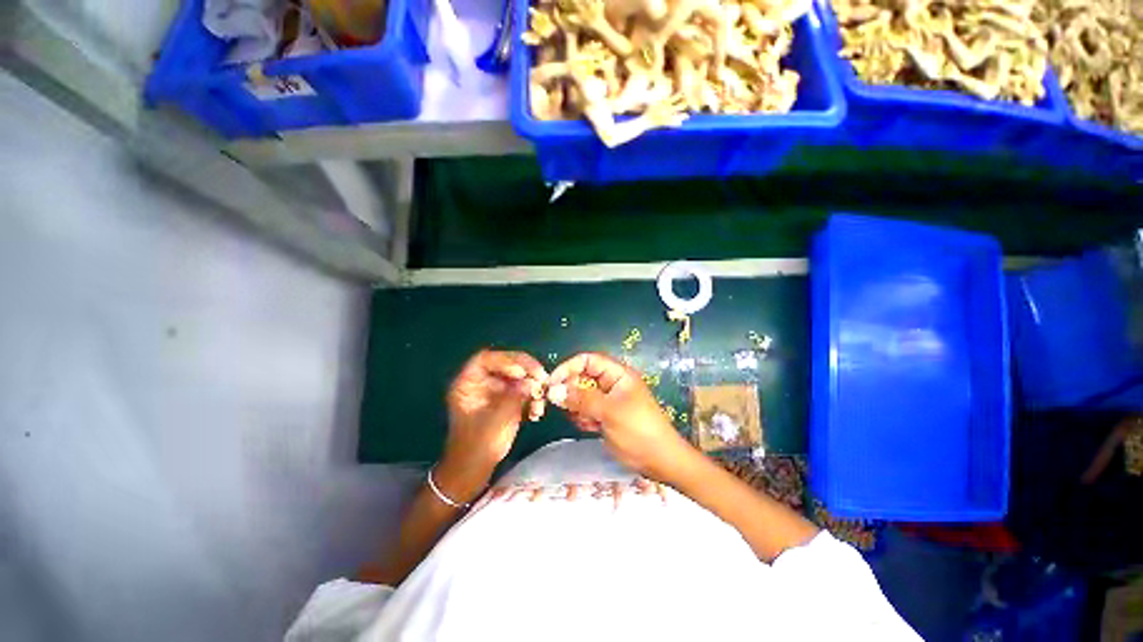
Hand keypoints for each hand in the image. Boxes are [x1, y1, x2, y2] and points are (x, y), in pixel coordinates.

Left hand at [440, 350, 547, 502]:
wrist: (473, 472)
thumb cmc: (477, 446)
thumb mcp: (497, 420)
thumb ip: (515, 397)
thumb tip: (533, 381)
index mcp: (468, 383)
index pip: (486, 359)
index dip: (505, 360)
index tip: (522, 372)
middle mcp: (481, 383)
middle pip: (505, 364)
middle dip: (526, 370)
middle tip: (542, 378)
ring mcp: (493, 392)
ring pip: (516, 377)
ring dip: (531, 386)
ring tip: (540, 401)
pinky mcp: (504, 401)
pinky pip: (520, 391)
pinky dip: (530, 398)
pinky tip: (537, 412)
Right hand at [546, 352, 696, 482]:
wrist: (659, 461)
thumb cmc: (638, 430)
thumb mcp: (609, 412)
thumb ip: (581, 399)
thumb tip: (553, 390)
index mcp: (617, 374)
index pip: (588, 360)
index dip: (568, 367)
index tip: (551, 382)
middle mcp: (611, 383)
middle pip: (582, 377)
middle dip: (571, 390)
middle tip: (562, 406)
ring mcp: (608, 400)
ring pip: (581, 396)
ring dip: (577, 407)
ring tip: (585, 421)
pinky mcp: (605, 416)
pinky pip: (586, 410)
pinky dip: (583, 418)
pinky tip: (590, 428)